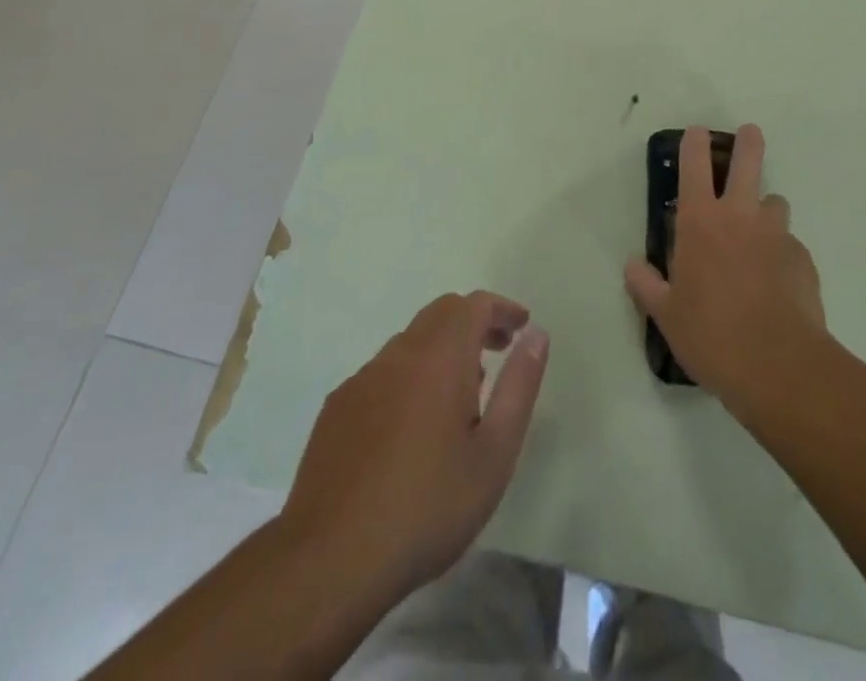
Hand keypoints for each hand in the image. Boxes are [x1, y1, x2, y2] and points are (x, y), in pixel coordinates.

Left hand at [276, 291, 549, 615]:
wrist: (330, 560)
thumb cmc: (427, 507)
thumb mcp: (495, 454)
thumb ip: (519, 386)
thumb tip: (535, 335)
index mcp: (440, 357)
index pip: (474, 305)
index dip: (502, 308)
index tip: (521, 326)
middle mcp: (399, 354)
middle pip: (440, 313)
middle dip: (474, 322)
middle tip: (498, 350)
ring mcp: (362, 379)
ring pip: (410, 342)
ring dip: (441, 349)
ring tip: (461, 394)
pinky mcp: (337, 407)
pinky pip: (383, 372)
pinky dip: (409, 375)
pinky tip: (412, 425)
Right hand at [625, 124, 826, 415]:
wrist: (778, 366)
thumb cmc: (711, 335)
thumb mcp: (666, 315)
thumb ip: (646, 285)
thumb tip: (632, 266)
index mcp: (700, 222)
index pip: (694, 165)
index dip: (695, 142)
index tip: (697, 132)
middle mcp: (740, 216)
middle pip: (748, 160)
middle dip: (748, 142)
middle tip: (749, 134)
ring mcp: (776, 234)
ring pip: (775, 202)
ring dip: (766, 209)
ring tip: (759, 234)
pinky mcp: (803, 258)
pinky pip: (790, 244)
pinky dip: (782, 253)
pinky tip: (777, 282)